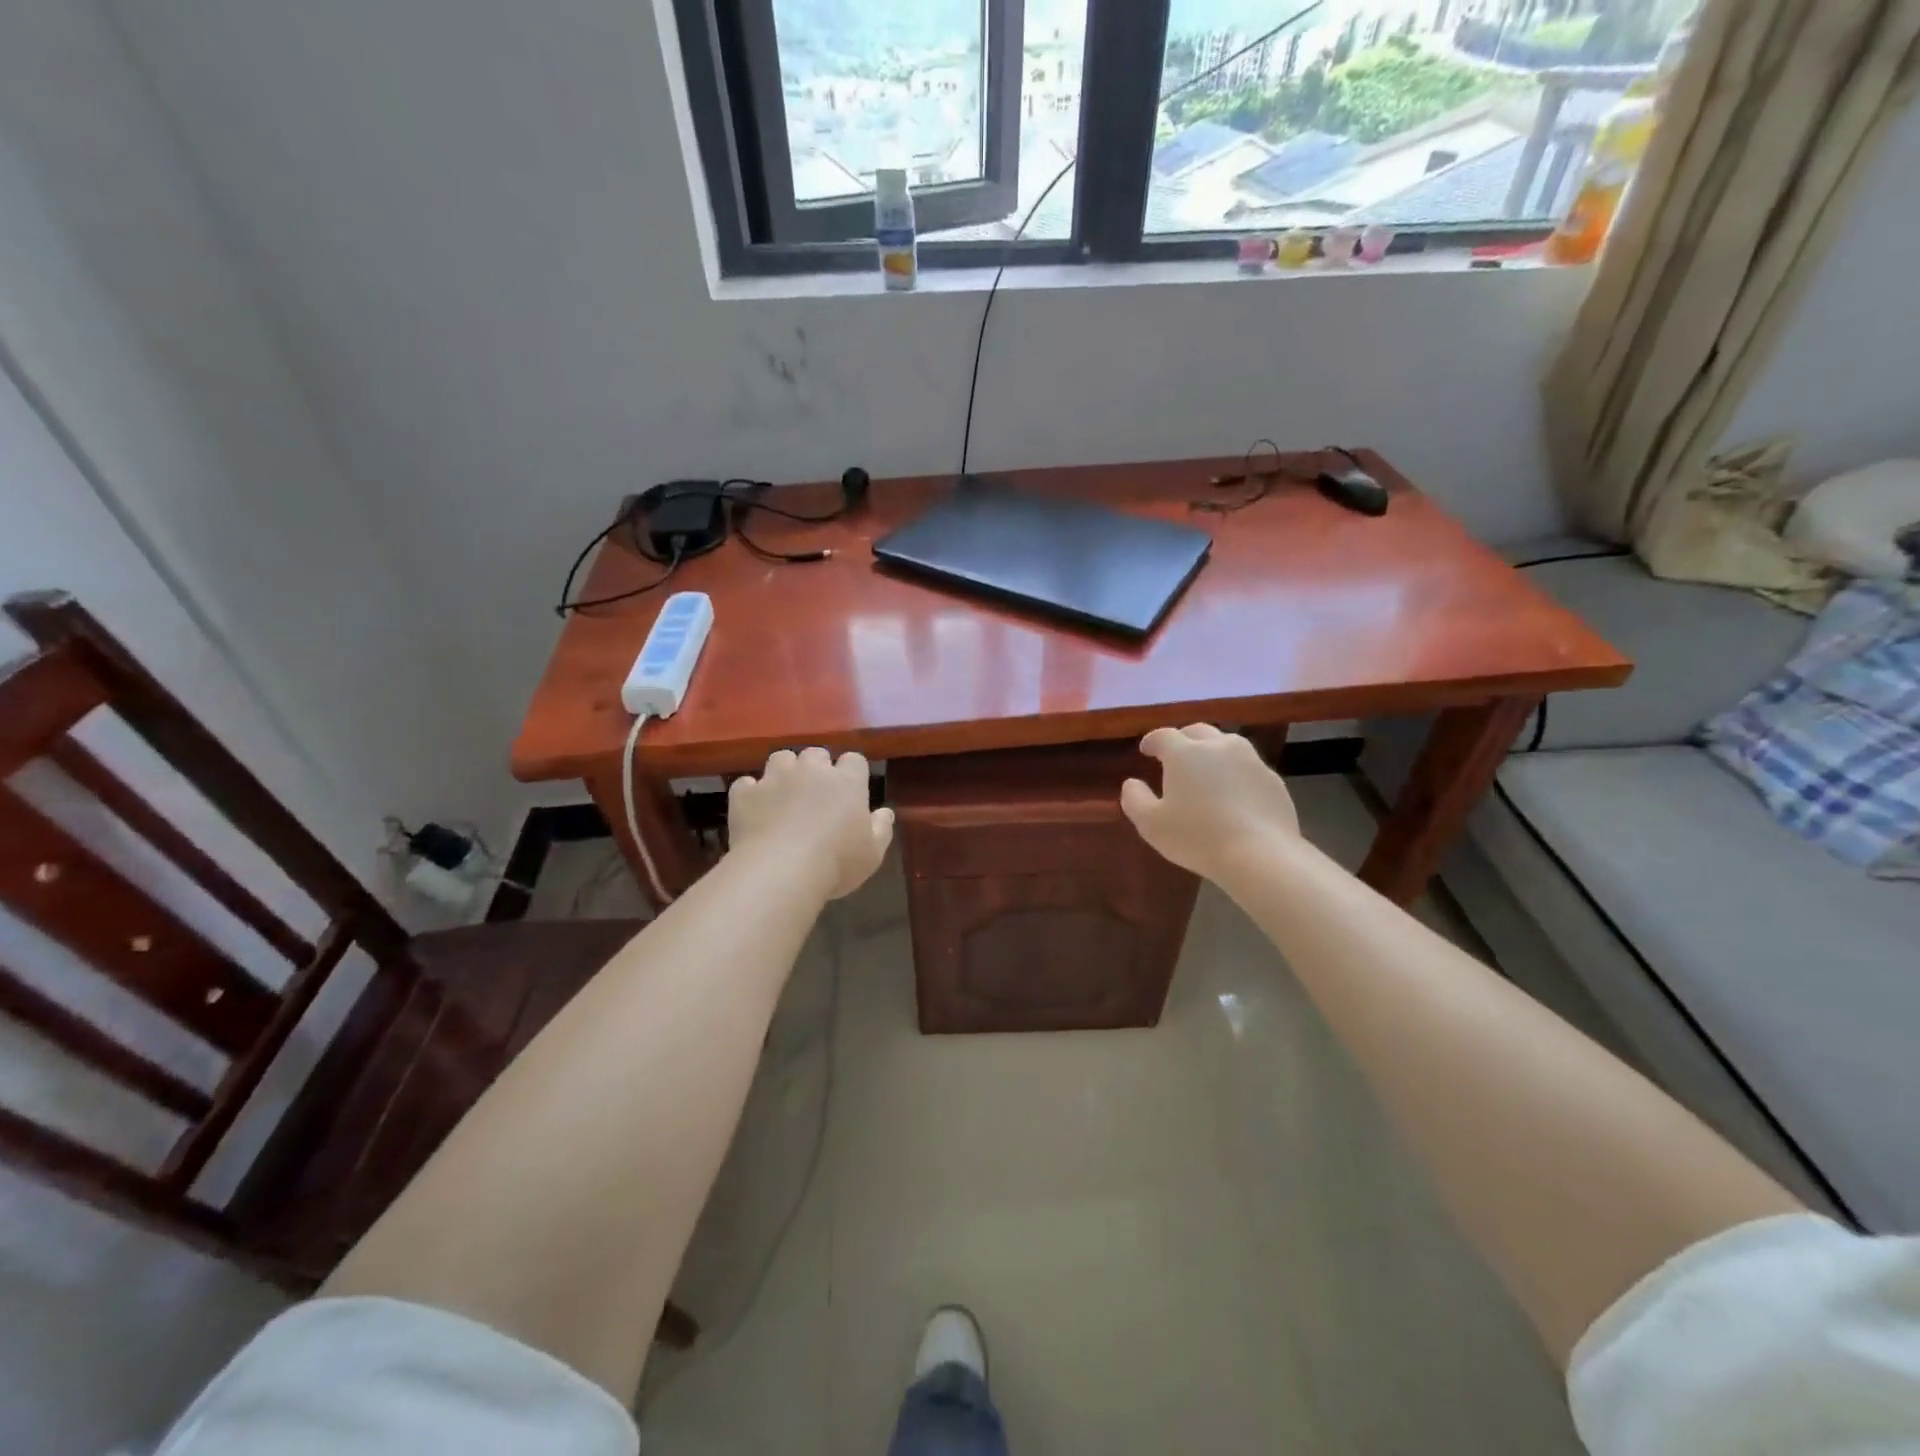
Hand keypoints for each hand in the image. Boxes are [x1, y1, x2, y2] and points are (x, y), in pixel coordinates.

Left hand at [728, 747, 893, 899]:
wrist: (780, 870)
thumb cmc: (836, 863)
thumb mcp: (873, 854)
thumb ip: (881, 829)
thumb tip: (885, 812)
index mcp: (846, 782)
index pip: (854, 760)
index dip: (852, 772)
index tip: (851, 791)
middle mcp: (811, 770)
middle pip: (816, 754)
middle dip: (817, 768)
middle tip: (816, 794)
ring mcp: (775, 778)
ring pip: (781, 758)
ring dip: (784, 771)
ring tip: (784, 794)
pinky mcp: (746, 793)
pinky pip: (747, 784)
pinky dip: (752, 793)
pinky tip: (755, 809)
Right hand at [1120, 725, 1300, 880]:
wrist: (1260, 855)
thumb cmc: (1197, 837)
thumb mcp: (1151, 824)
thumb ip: (1135, 799)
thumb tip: (1131, 783)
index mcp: (1185, 753)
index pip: (1163, 735)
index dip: (1152, 741)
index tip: (1146, 750)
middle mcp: (1218, 747)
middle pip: (1198, 732)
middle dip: (1183, 739)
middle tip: (1175, 756)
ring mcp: (1250, 760)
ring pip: (1227, 744)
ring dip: (1212, 751)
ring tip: (1206, 770)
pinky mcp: (1272, 779)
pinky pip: (1248, 767)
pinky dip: (1235, 772)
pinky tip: (1233, 793)